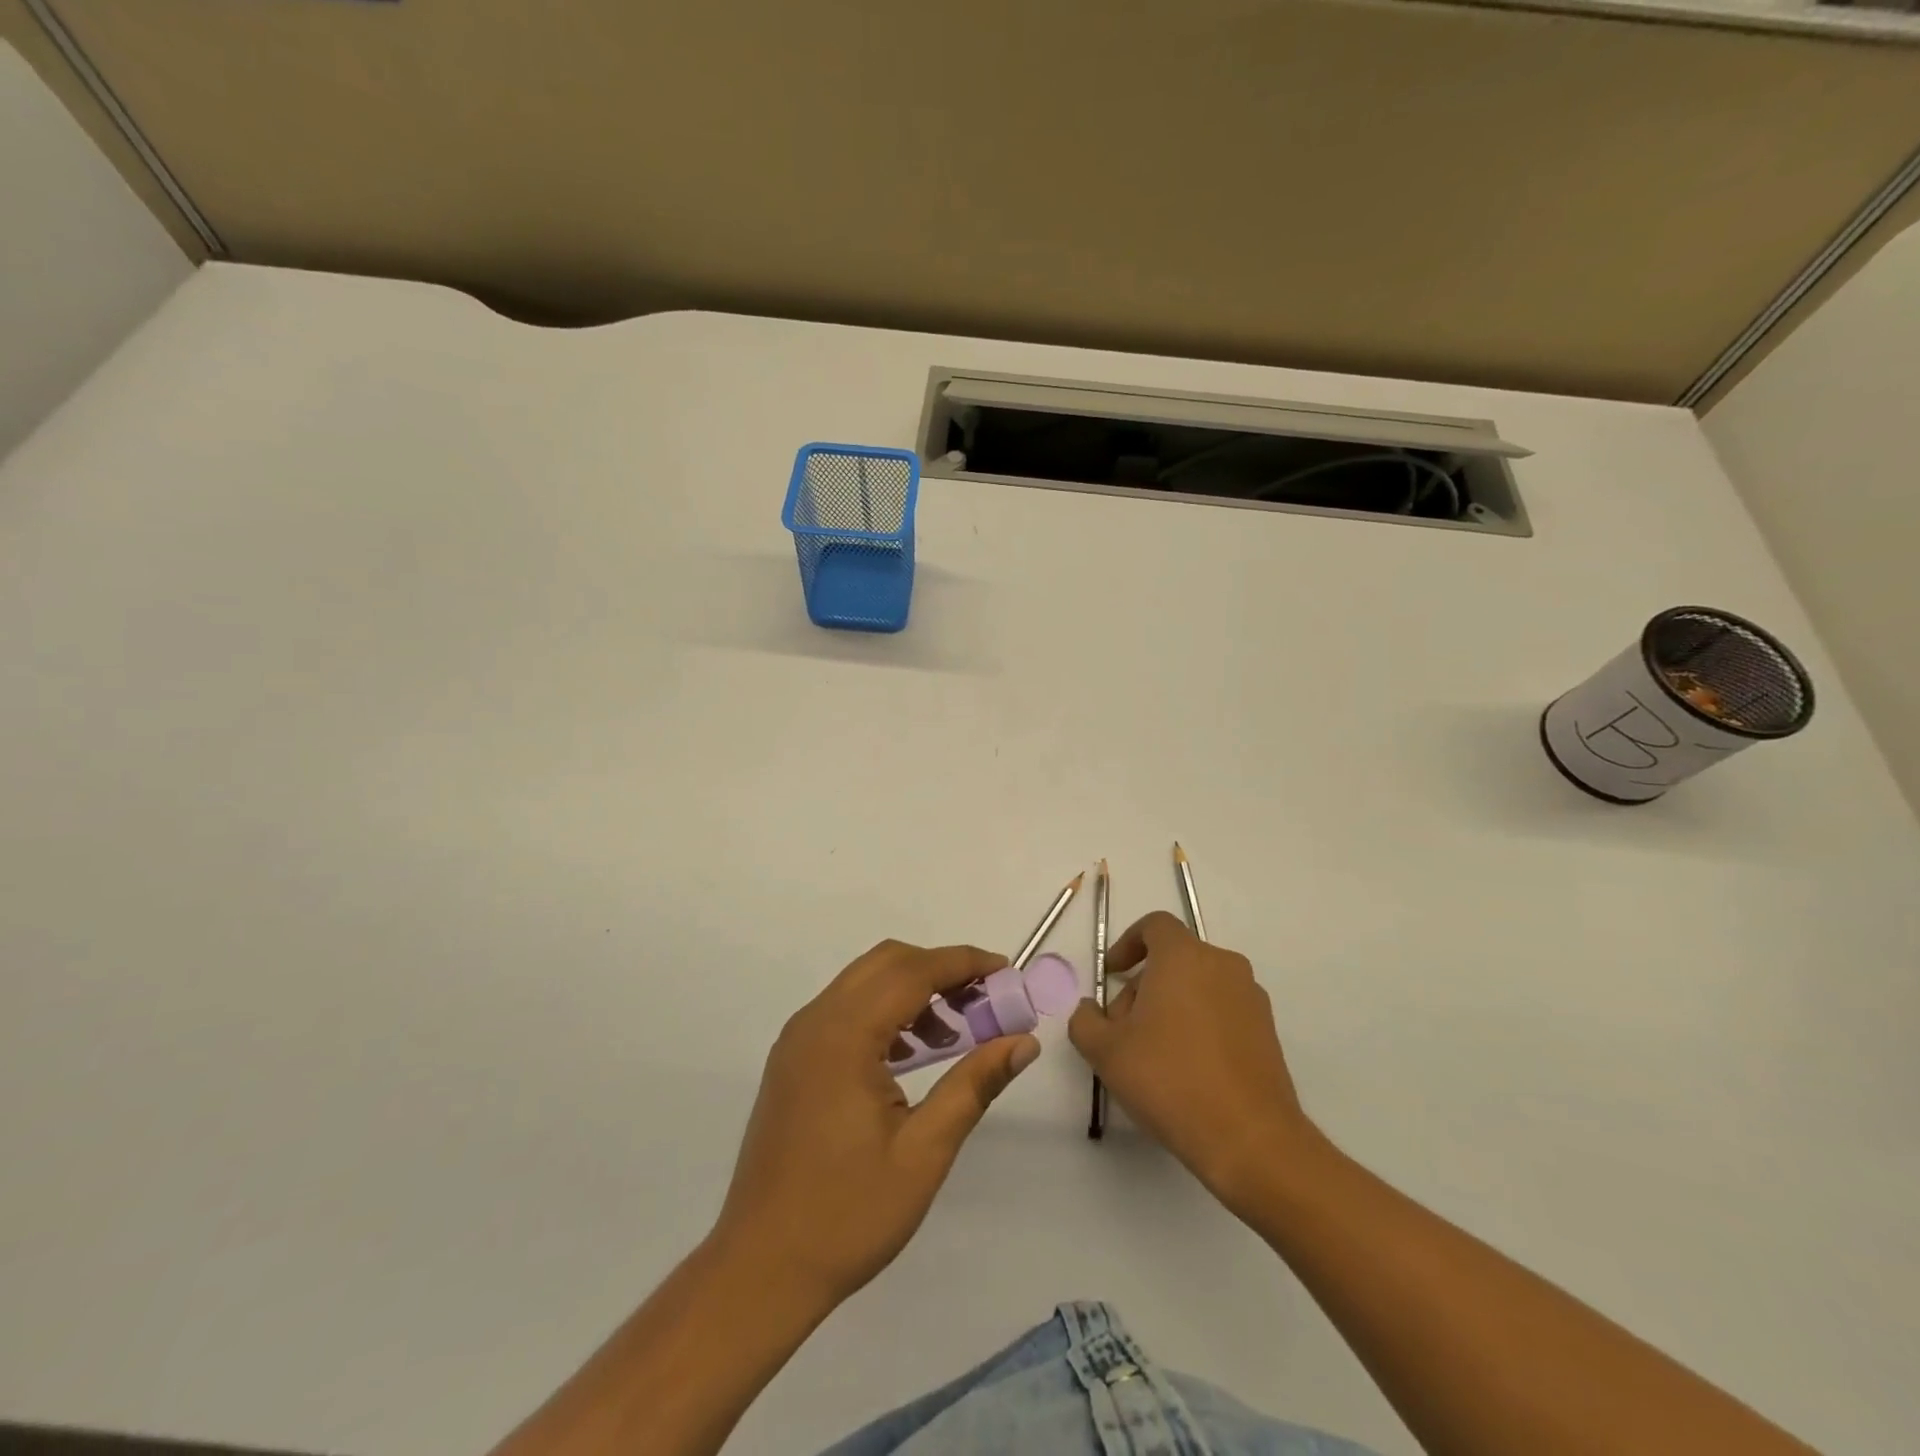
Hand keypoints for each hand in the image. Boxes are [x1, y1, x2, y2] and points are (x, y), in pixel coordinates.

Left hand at [712, 940, 1039, 1309]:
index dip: (963, 962)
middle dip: (940, 969)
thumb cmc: (847, 1215)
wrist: (760, 1269)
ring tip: (956, 1031)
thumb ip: (974, 1085)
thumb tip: (1024, 1043)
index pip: (912, 971)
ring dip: (912, 990)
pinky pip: (845, 1011)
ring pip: (864, 983)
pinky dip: (885, 1012)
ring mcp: (798, 1040)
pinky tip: (912, 1054)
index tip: (1005, 970)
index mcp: (844, 1036)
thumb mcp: (924, 1151)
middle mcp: (815, 1022)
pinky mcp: (793, 1061)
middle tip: (985, 1000)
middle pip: (886, 963)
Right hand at [1071, 911, 1316, 1211]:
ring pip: (1198, 985)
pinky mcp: (1267, 1031)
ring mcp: (1251, 998)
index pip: (1155, 925)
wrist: (1249, 1139)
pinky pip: (1222, 1010)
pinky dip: (1199, 1024)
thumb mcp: (1106, 1051)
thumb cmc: (1170, 1079)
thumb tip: (1090, 1009)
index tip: (1112, 975)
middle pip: (1174, 958)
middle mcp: (1222, 966)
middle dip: (1143, 985)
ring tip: (1152, 1054)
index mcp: (1184, 957)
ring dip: (1170, 1006)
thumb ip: (1085, 1020)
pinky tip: (1186, 1069)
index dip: (1128, 943)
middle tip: (1123, 1028)